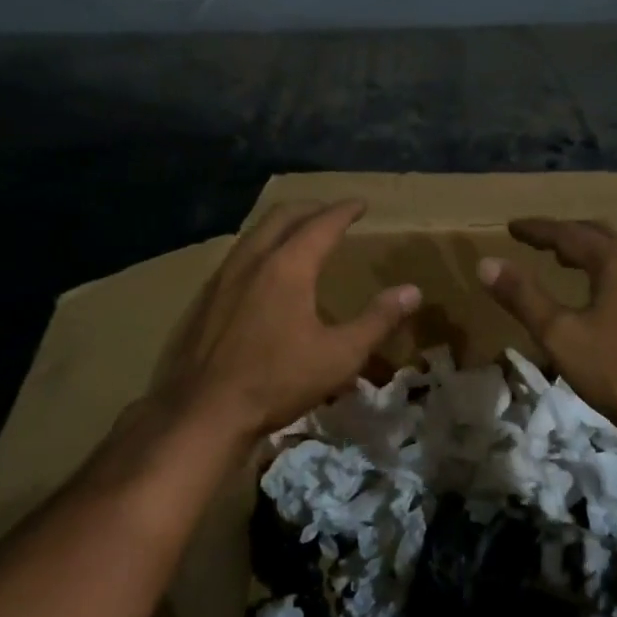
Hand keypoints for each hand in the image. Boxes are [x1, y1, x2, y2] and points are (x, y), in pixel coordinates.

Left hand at [162, 200, 421, 439]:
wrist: (204, 412)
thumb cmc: (278, 381)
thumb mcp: (340, 355)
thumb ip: (377, 319)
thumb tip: (412, 291)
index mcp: (288, 267)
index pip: (321, 225)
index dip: (344, 211)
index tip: (361, 203)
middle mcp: (253, 261)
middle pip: (282, 217)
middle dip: (310, 209)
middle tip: (331, 212)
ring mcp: (223, 278)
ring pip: (255, 234)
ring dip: (282, 225)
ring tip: (299, 234)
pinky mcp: (206, 299)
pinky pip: (238, 256)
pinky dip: (260, 248)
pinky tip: (263, 273)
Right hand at [477, 219, 616, 434]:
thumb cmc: (616, 370)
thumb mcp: (559, 333)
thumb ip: (523, 295)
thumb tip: (486, 263)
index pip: (569, 234)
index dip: (537, 230)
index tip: (511, 227)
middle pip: (597, 236)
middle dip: (563, 233)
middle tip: (534, 238)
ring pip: (614, 255)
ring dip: (584, 251)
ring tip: (558, 257)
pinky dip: (599, 269)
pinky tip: (591, 290)